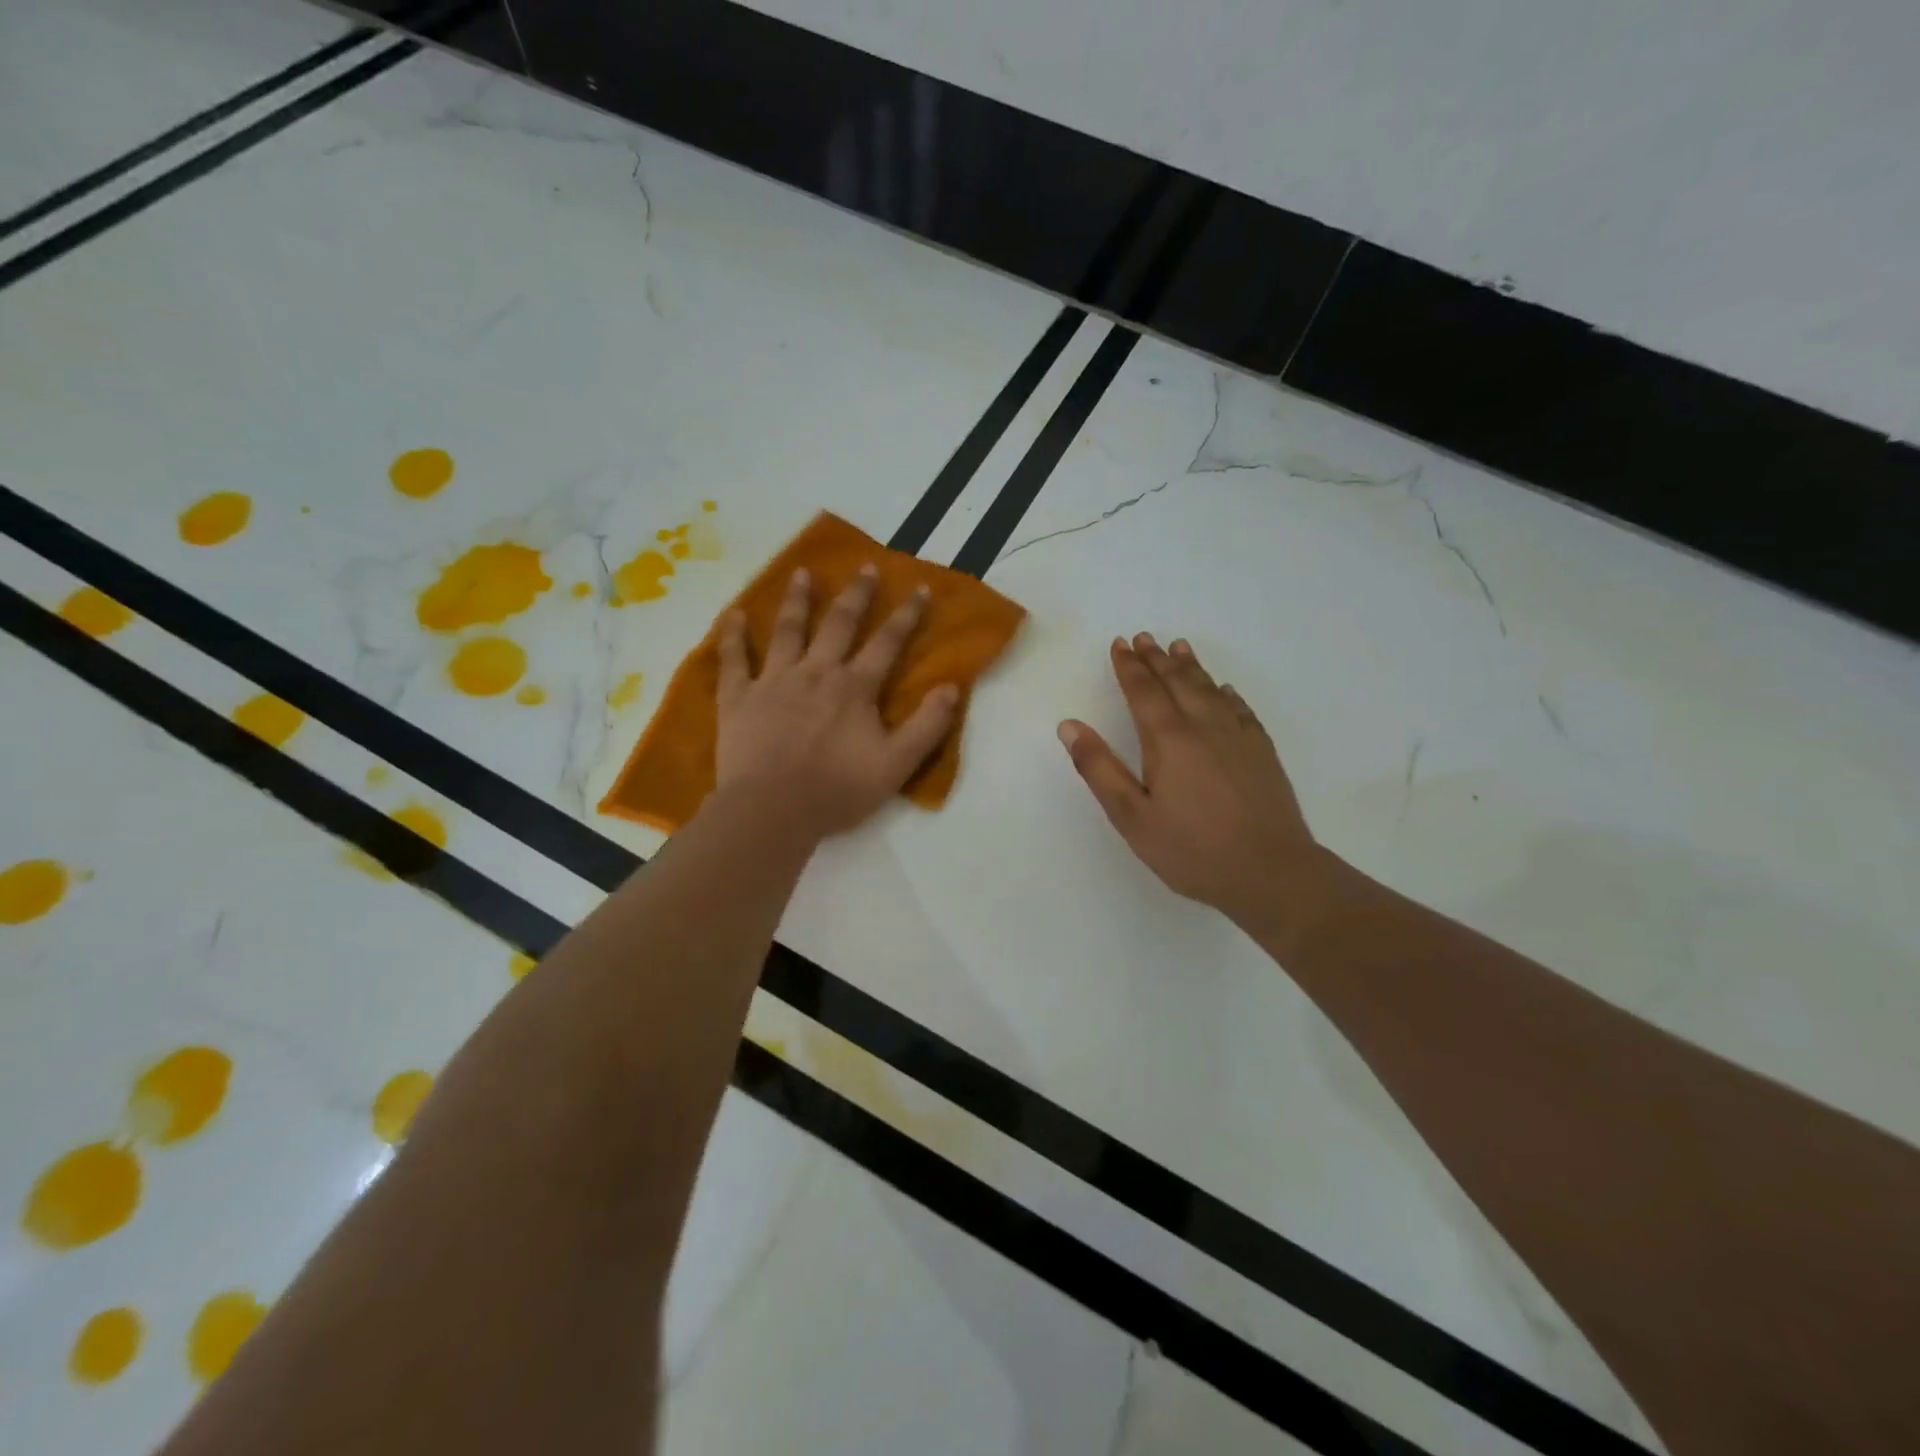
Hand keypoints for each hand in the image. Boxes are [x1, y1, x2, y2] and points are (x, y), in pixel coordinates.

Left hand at [715, 565, 958, 840]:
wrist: (772, 810)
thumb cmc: (837, 790)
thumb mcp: (896, 765)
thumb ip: (927, 726)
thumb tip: (952, 687)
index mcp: (854, 687)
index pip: (887, 642)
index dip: (907, 615)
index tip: (919, 588)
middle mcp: (816, 672)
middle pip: (839, 624)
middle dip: (856, 594)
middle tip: (865, 567)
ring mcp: (774, 681)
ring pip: (787, 630)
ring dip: (797, 600)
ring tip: (801, 573)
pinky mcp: (739, 698)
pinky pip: (734, 659)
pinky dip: (732, 636)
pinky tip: (732, 614)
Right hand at [1058, 634, 1338, 935]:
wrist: (1271, 873)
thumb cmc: (1192, 849)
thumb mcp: (1131, 816)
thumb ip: (1099, 769)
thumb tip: (1069, 725)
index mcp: (1167, 739)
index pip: (1143, 691)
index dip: (1129, 666)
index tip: (1120, 644)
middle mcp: (1203, 727)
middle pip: (1176, 682)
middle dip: (1156, 659)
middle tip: (1144, 638)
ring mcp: (1237, 737)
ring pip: (1210, 689)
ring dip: (1190, 667)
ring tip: (1178, 648)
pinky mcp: (1262, 752)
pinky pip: (1240, 709)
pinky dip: (1226, 693)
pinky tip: (1224, 690)